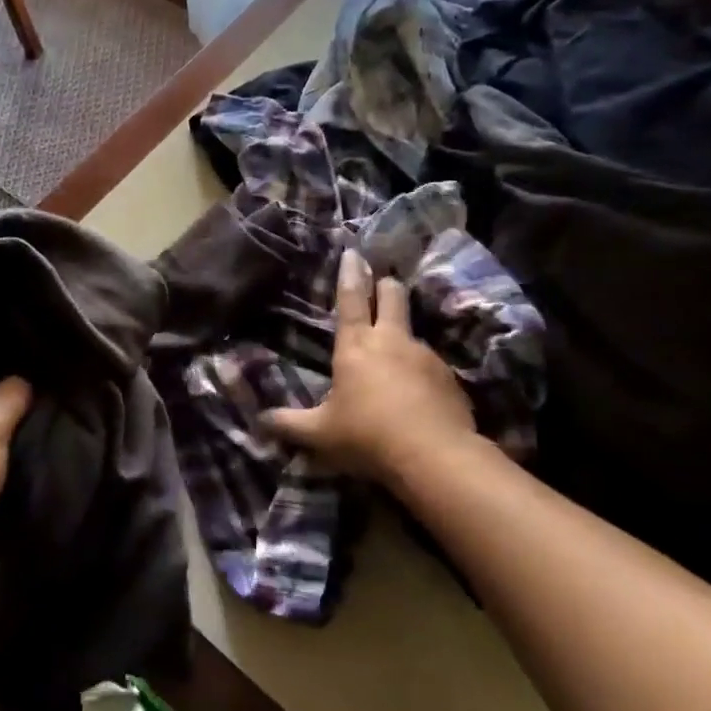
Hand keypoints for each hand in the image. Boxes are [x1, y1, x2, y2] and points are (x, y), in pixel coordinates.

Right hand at [264, 250, 478, 486]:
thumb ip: (289, 424)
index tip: (353, 253)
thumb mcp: (320, 434)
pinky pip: (431, 365)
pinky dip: (421, 371)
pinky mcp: (449, 377)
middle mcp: (391, 341)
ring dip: (402, 336)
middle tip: (381, 284)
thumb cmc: (367, 436)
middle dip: (385, 286)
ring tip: (396, 358)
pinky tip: (418, 394)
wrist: (434, 457)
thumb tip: (260, 421)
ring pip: (413, 331)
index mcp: (355, 346)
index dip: (350, 274)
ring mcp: (425, 356)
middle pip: (392, 296)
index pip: (350, 298)